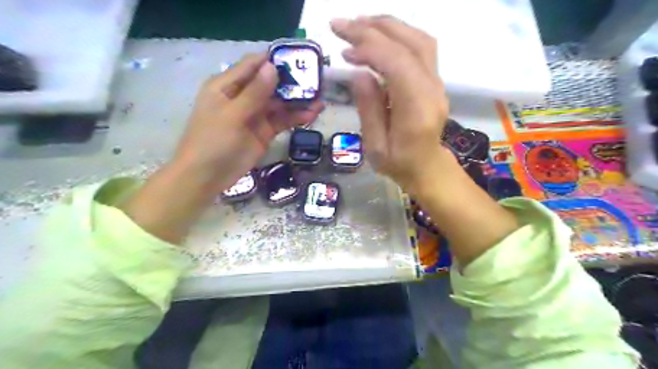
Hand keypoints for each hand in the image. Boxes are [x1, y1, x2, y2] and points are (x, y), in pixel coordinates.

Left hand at [121, 52, 322, 241]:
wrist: (207, 177)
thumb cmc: (213, 142)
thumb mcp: (232, 115)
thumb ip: (254, 93)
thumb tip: (272, 67)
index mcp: (227, 86)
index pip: (253, 66)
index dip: (274, 61)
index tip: (298, 59)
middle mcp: (242, 97)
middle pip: (270, 84)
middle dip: (292, 83)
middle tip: (316, 81)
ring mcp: (255, 115)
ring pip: (279, 104)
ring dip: (298, 102)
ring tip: (320, 100)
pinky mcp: (264, 132)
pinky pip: (282, 121)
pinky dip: (296, 118)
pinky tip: (312, 115)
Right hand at [335, 15, 518, 264]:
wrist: (427, 168)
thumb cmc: (399, 164)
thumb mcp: (376, 146)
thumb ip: (369, 109)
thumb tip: (359, 73)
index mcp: (417, 110)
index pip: (397, 64)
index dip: (370, 50)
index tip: (344, 51)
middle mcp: (432, 89)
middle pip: (409, 44)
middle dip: (373, 29)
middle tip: (341, 25)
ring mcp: (437, 82)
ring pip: (418, 40)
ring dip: (387, 26)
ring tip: (357, 24)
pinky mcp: (434, 80)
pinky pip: (420, 47)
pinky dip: (397, 35)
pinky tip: (377, 36)